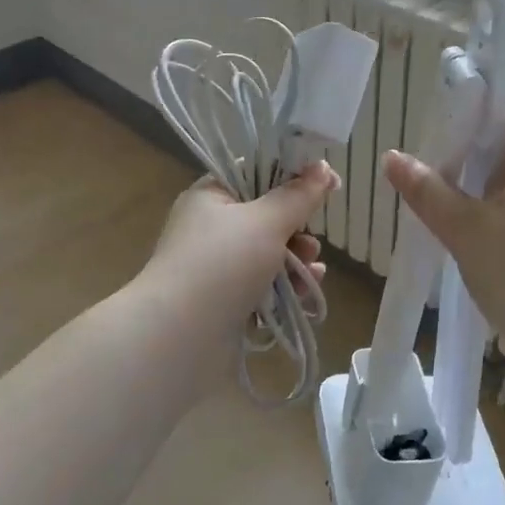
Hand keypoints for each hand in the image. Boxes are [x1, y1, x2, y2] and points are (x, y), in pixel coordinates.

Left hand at [141, 162, 338, 335]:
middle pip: (267, 216)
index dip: (292, 176)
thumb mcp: (266, 222)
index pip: (255, 173)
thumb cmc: (221, 265)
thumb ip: (299, 195)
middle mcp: (211, 227)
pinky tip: (305, 293)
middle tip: (309, 242)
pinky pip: (264, 285)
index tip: (326, 184)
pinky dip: (286, 286)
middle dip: (297, 229)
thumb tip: (324, 167)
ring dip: (297, 260)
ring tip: (311, 271)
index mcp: (211, 196)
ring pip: (270, 253)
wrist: (179, 337)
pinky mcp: (226, 300)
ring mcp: (217, 266)